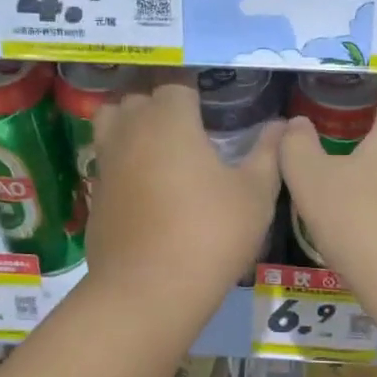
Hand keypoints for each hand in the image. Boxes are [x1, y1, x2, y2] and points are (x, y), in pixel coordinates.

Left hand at [86, 80, 279, 310]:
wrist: (149, 291)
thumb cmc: (210, 234)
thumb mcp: (255, 194)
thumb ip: (268, 153)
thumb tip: (282, 125)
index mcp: (168, 120)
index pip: (176, 85)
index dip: (195, 95)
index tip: (213, 112)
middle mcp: (130, 131)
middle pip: (138, 99)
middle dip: (161, 106)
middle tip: (190, 130)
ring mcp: (106, 164)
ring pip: (111, 125)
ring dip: (132, 127)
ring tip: (161, 150)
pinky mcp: (94, 196)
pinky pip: (107, 163)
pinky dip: (122, 164)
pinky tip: (146, 190)